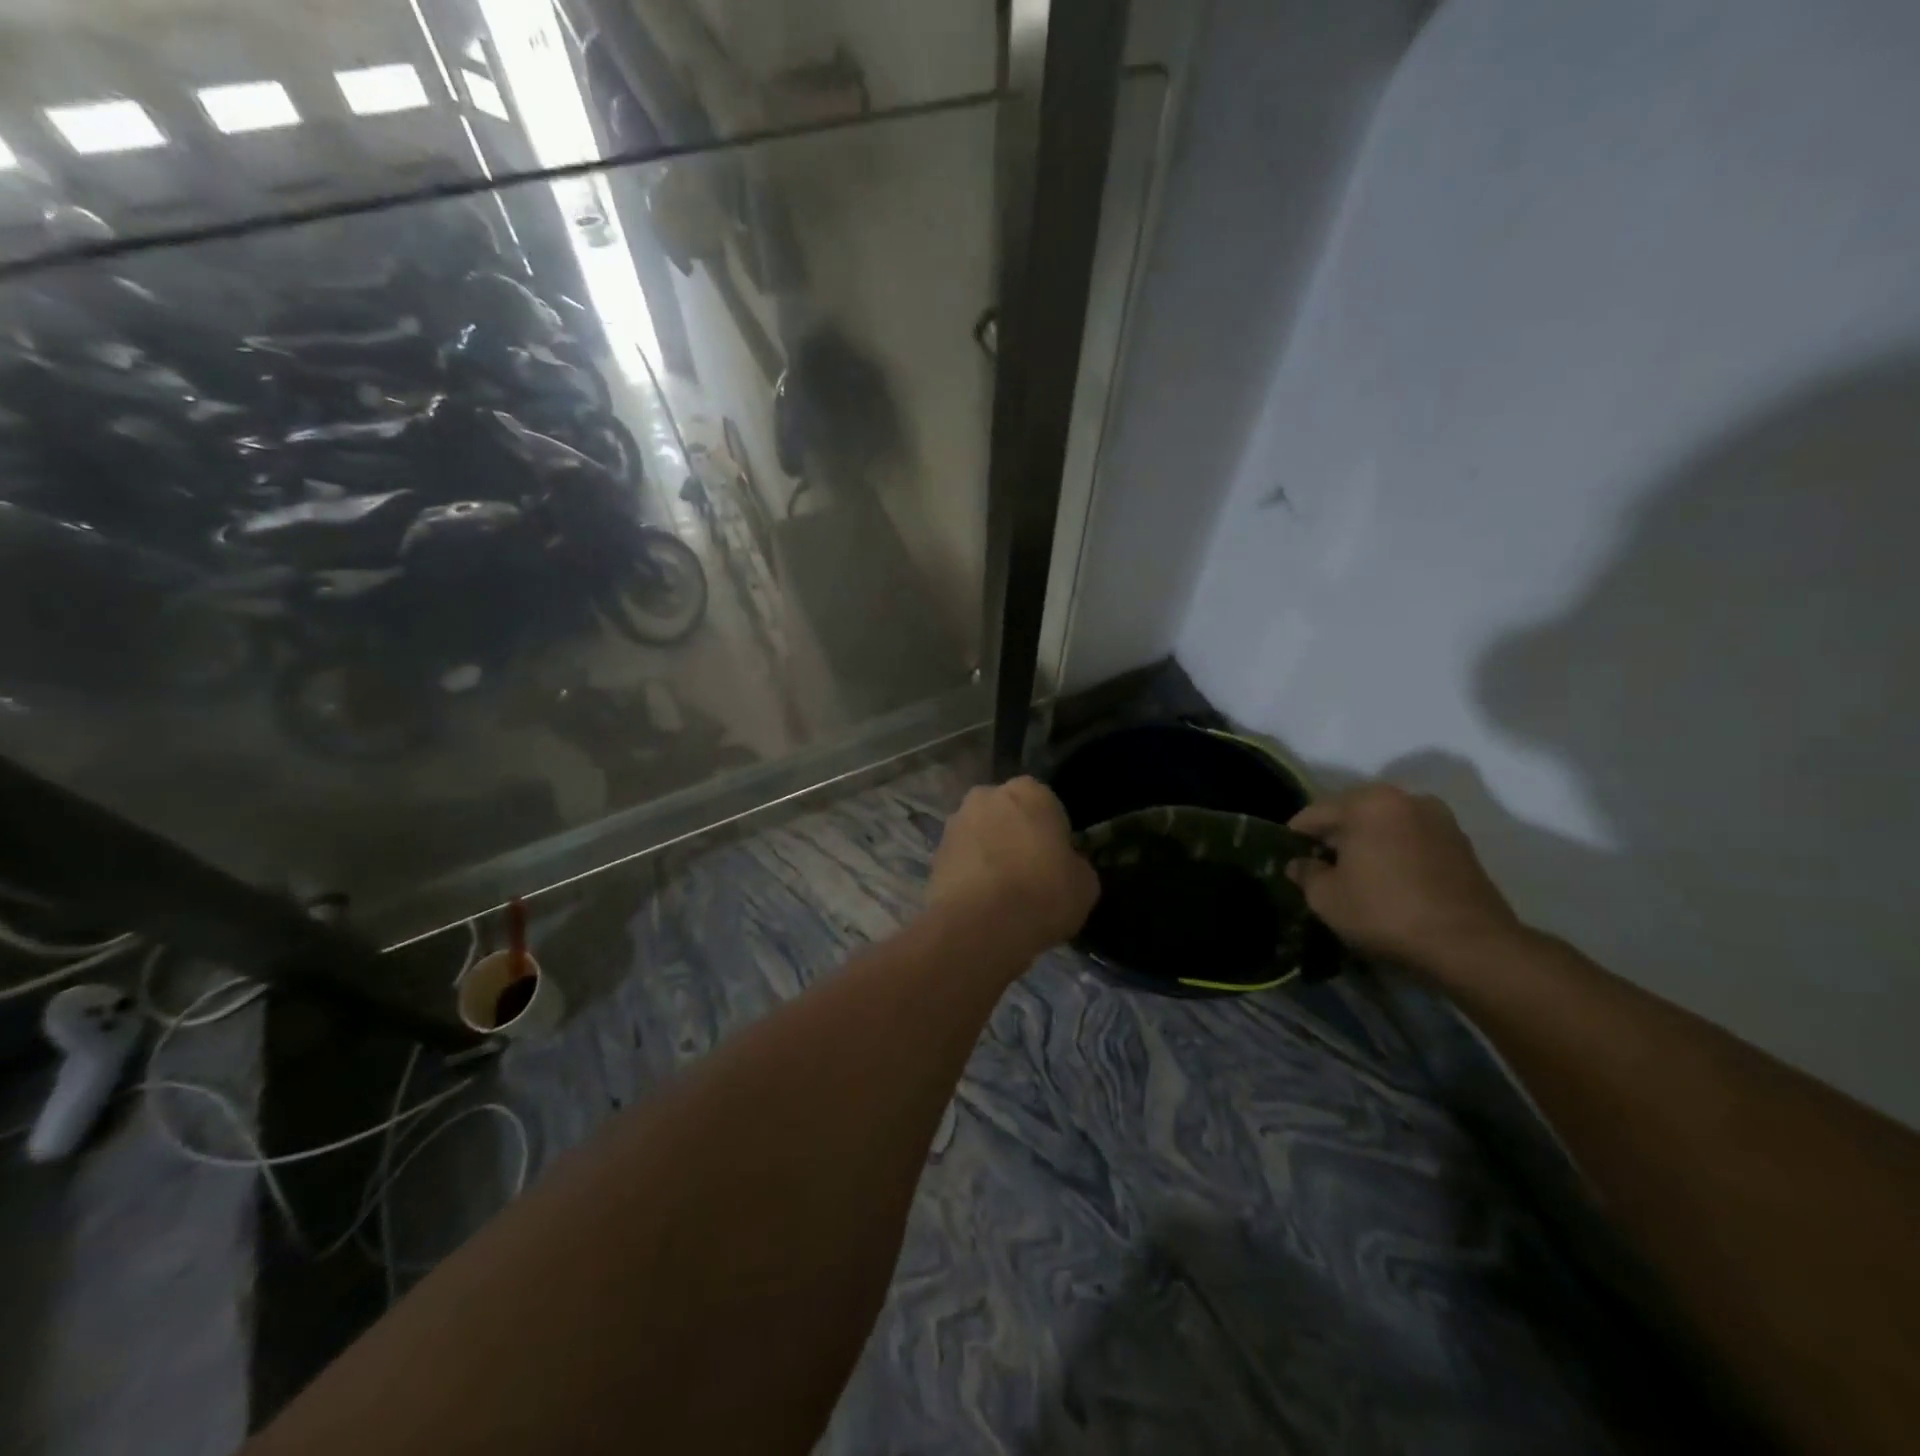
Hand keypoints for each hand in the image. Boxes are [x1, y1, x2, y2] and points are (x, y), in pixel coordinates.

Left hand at [929, 777, 1099, 956]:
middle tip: (1029, 874)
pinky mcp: (934, 854)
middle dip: (1015, 836)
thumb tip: (1065, 866)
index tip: (1056, 861)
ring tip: (1002, 895)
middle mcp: (986, 796)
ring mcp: (955, 824)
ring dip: (989, 854)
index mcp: (1029, 791)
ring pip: (980, 836)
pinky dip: (969, 875)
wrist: (981, 926)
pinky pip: (961, 861)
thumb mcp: (1085, 883)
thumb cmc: (1044, 893)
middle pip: (1007, 815)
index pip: (1046, 805)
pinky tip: (981, 904)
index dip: (1053, 834)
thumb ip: (1075, 864)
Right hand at [1287, 784, 1521, 975]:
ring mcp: (1438, 818)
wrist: (1470, 945)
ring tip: (1357, 877)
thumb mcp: (1326, 898)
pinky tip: (1390, 882)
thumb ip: (1305, 873)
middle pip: (1352, 814)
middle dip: (1334, 839)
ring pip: (1384, 826)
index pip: (1314, 814)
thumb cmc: (1385, 912)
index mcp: (1366, 802)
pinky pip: (1411, 840)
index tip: (1288, 861)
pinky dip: (1395, 854)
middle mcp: (1404, 798)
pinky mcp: (1461, 843)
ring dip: (1367, 845)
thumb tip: (1299, 864)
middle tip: (1320, 870)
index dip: (1295, 838)